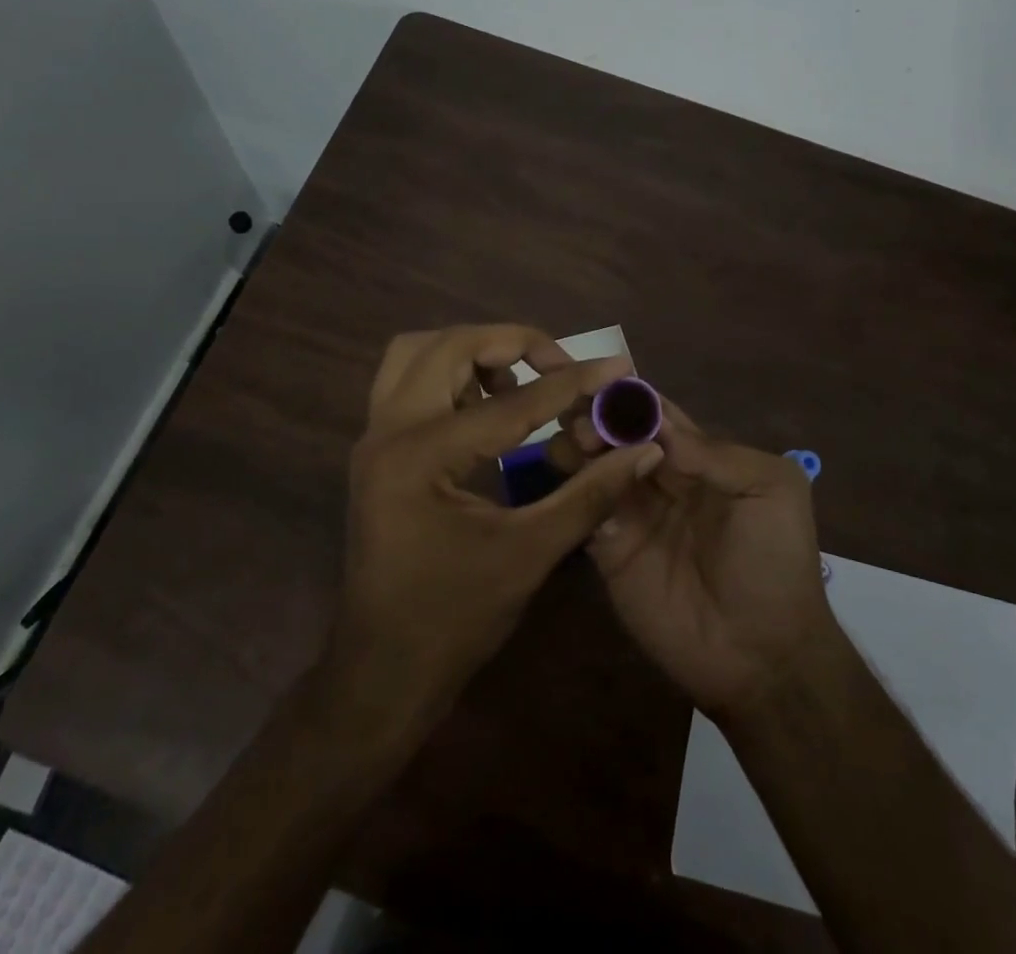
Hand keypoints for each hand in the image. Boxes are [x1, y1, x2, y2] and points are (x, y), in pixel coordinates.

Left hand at [329, 325, 665, 729]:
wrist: (382, 672)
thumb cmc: (453, 619)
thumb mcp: (528, 554)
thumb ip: (587, 494)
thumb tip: (640, 449)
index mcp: (421, 456)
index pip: (511, 403)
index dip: (571, 384)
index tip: (615, 365)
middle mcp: (387, 430)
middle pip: (448, 345)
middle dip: (509, 343)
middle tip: (557, 363)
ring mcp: (374, 437)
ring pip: (417, 354)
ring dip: (471, 353)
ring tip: (518, 382)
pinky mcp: (376, 449)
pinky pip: (409, 382)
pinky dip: (449, 375)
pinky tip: (486, 408)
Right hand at [550, 399, 836, 716]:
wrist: (763, 655)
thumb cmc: (775, 562)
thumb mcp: (771, 490)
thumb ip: (716, 454)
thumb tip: (657, 429)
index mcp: (700, 459)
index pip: (658, 416)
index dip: (631, 397)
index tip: (600, 380)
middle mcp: (661, 479)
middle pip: (620, 435)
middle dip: (597, 417)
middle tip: (578, 414)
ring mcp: (634, 515)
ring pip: (597, 467)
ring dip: (581, 447)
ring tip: (573, 442)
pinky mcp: (610, 551)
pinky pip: (586, 511)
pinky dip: (574, 489)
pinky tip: (567, 475)